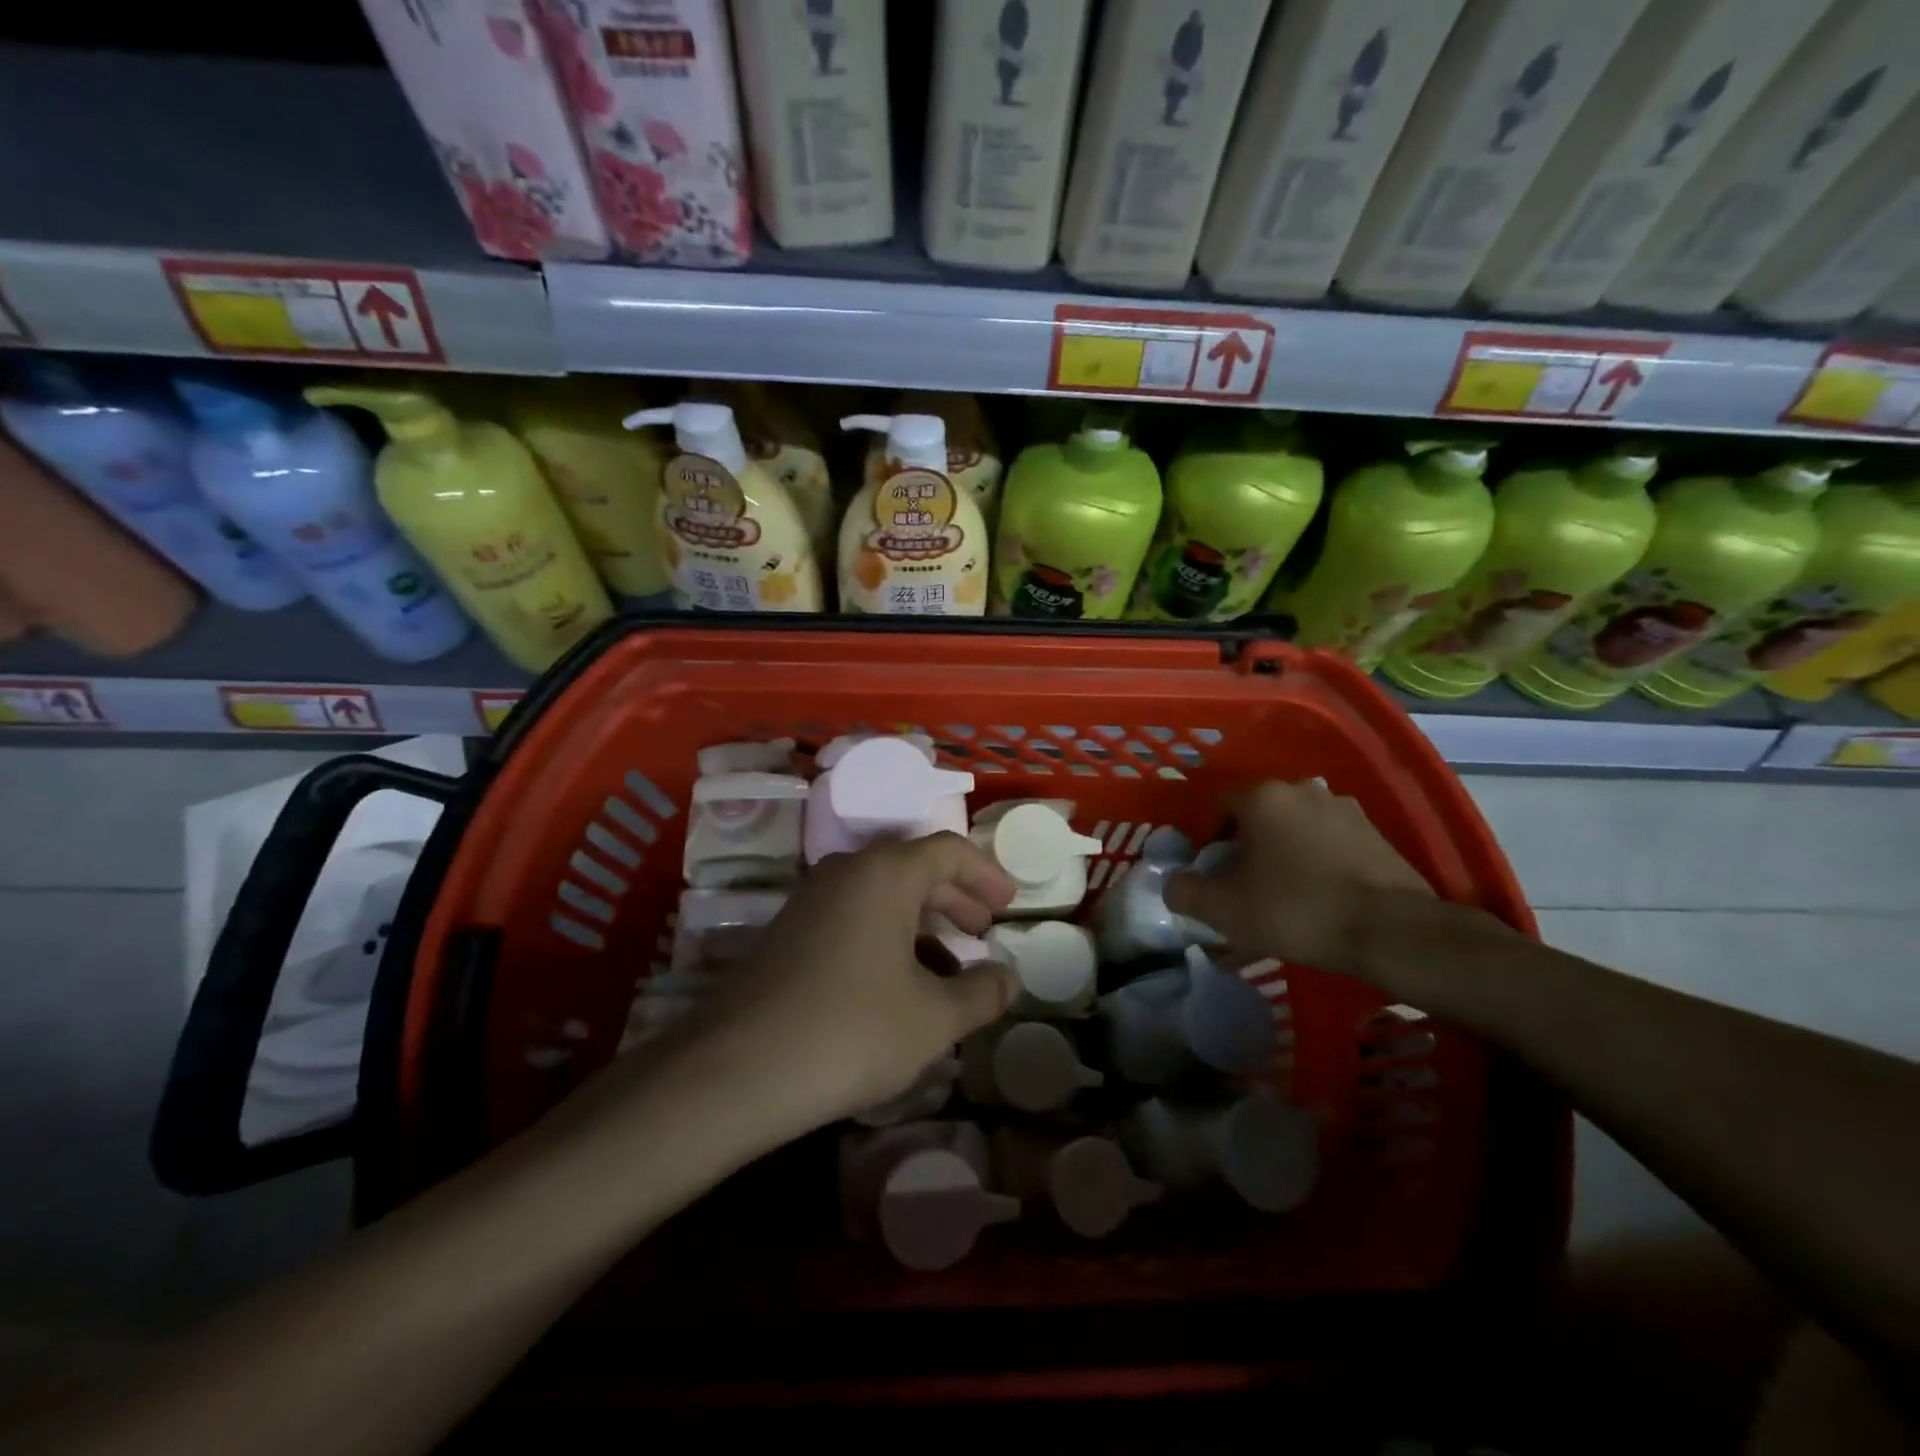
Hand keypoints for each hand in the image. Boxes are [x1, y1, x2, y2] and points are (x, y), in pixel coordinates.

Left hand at [685, 833, 1018, 1137]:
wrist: (736, 1071)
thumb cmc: (851, 1031)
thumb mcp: (934, 1018)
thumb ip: (982, 993)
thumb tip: (1009, 979)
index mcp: (886, 873)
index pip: (948, 850)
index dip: (987, 873)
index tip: (1010, 904)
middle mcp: (846, 871)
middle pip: (914, 868)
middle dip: (956, 897)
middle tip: (984, 929)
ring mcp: (811, 900)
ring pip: (882, 895)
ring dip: (922, 922)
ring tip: (950, 966)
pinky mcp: (789, 933)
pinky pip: (853, 917)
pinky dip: (888, 937)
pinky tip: (899, 985)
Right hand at [1165, 780, 1433, 975]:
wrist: (1391, 931)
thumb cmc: (1295, 909)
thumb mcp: (1224, 909)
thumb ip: (1185, 892)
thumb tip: (1173, 884)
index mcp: (1263, 796)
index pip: (1219, 804)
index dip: (1207, 837)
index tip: (1210, 872)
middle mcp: (1303, 790)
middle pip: (1259, 815)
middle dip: (1245, 846)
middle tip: (1242, 885)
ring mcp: (1345, 810)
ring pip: (1295, 829)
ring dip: (1282, 853)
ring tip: (1282, 895)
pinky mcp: (1376, 835)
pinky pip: (1329, 844)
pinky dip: (1316, 863)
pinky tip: (1318, 898)